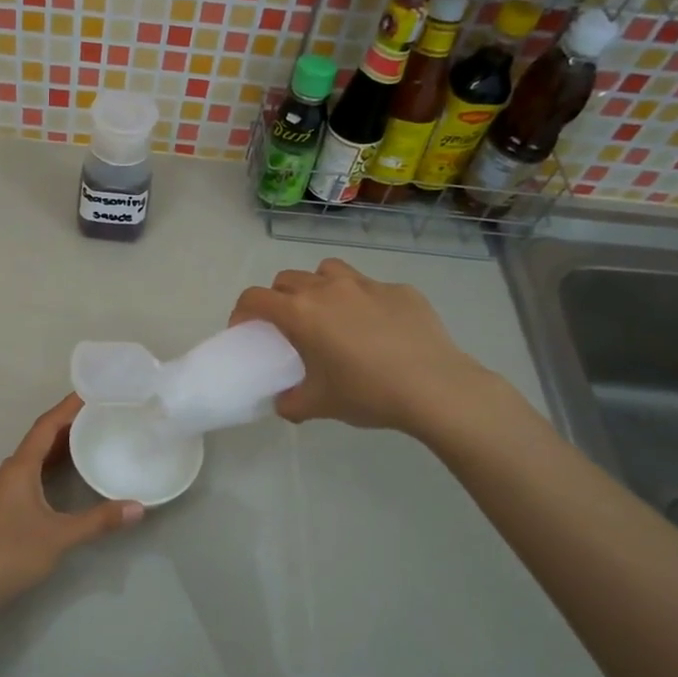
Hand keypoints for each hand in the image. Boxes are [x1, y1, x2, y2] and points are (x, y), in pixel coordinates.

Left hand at [0, 394, 142, 616]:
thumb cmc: (10, 553)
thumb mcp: (59, 537)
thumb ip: (98, 521)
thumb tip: (138, 508)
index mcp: (19, 468)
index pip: (45, 427)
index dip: (67, 408)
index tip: (90, 392)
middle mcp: (7, 473)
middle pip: (39, 440)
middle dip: (67, 426)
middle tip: (98, 416)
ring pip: (32, 461)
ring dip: (57, 449)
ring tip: (87, 442)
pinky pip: (27, 477)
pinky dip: (48, 470)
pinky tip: (63, 481)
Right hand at [230, 258, 500, 439]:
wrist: (435, 388)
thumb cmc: (367, 394)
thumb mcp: (318, 405)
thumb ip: (290, 402)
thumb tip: (284, 401)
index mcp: (301, 314)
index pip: (255, 298)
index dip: (242, 312)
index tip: (245, 330)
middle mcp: (328, 289)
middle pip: (287, 279)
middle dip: (278, 298)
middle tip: (288, 327)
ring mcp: (366, 285)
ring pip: (327, 271)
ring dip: (317, 287)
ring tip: (329, 314)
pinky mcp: (400, 290)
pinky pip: (369, 287)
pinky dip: (361, 301)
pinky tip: (377, 329)